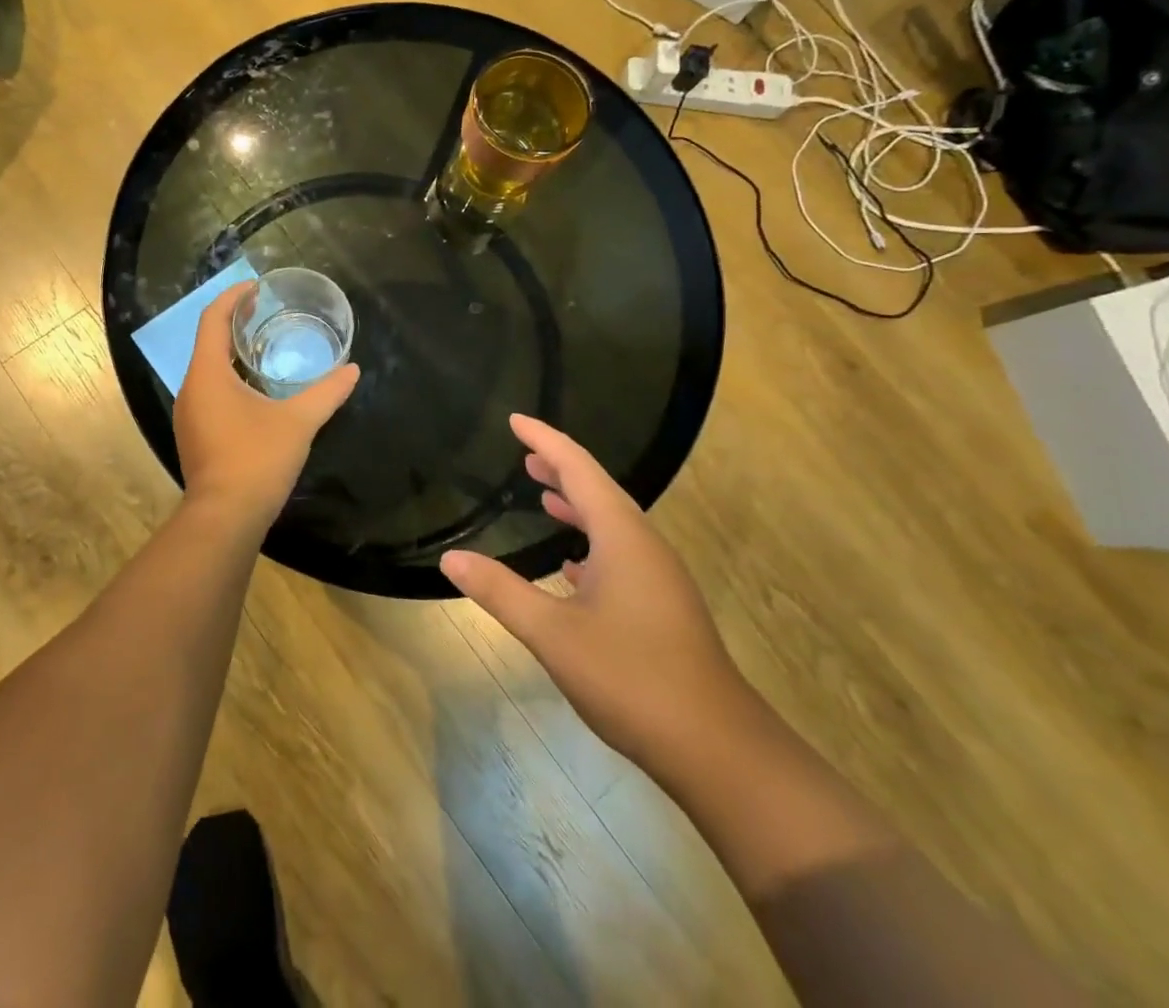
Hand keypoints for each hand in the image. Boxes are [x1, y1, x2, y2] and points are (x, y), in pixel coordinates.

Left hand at [173, 283, 359, 530]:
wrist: (225, 518)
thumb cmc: (257, 460)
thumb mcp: (299, 422)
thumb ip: (327, 393)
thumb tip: (352, 370)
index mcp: (207, 374)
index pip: (213, 320)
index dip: (232, 298)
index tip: (255, 287)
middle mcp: (190, 388)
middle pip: (208, 342)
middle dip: (234, 323)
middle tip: (266, 313)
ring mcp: (188, 414)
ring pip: (207, 370)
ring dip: (231, 354)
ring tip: (263, 346)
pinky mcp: (194, 435)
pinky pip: (208, 392)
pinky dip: (228, 379)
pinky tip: (255, 389)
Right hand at [440, 415, 748, 770]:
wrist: (717, 748)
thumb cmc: (632, 678)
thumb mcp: (553, 634)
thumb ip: (501, 592)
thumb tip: (451, 559)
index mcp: (622, 536)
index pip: (578, 468)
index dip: (545, 440)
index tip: (514, 420)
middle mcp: (644, 545)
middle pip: (598, 489)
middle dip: (560, 467)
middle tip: (524, 454)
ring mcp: (658, 577)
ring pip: (611, 524)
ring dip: (577, 504)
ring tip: (543, 494)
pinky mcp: (663, 606)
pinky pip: (620, 554)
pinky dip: (590, 543)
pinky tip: (571, 566)